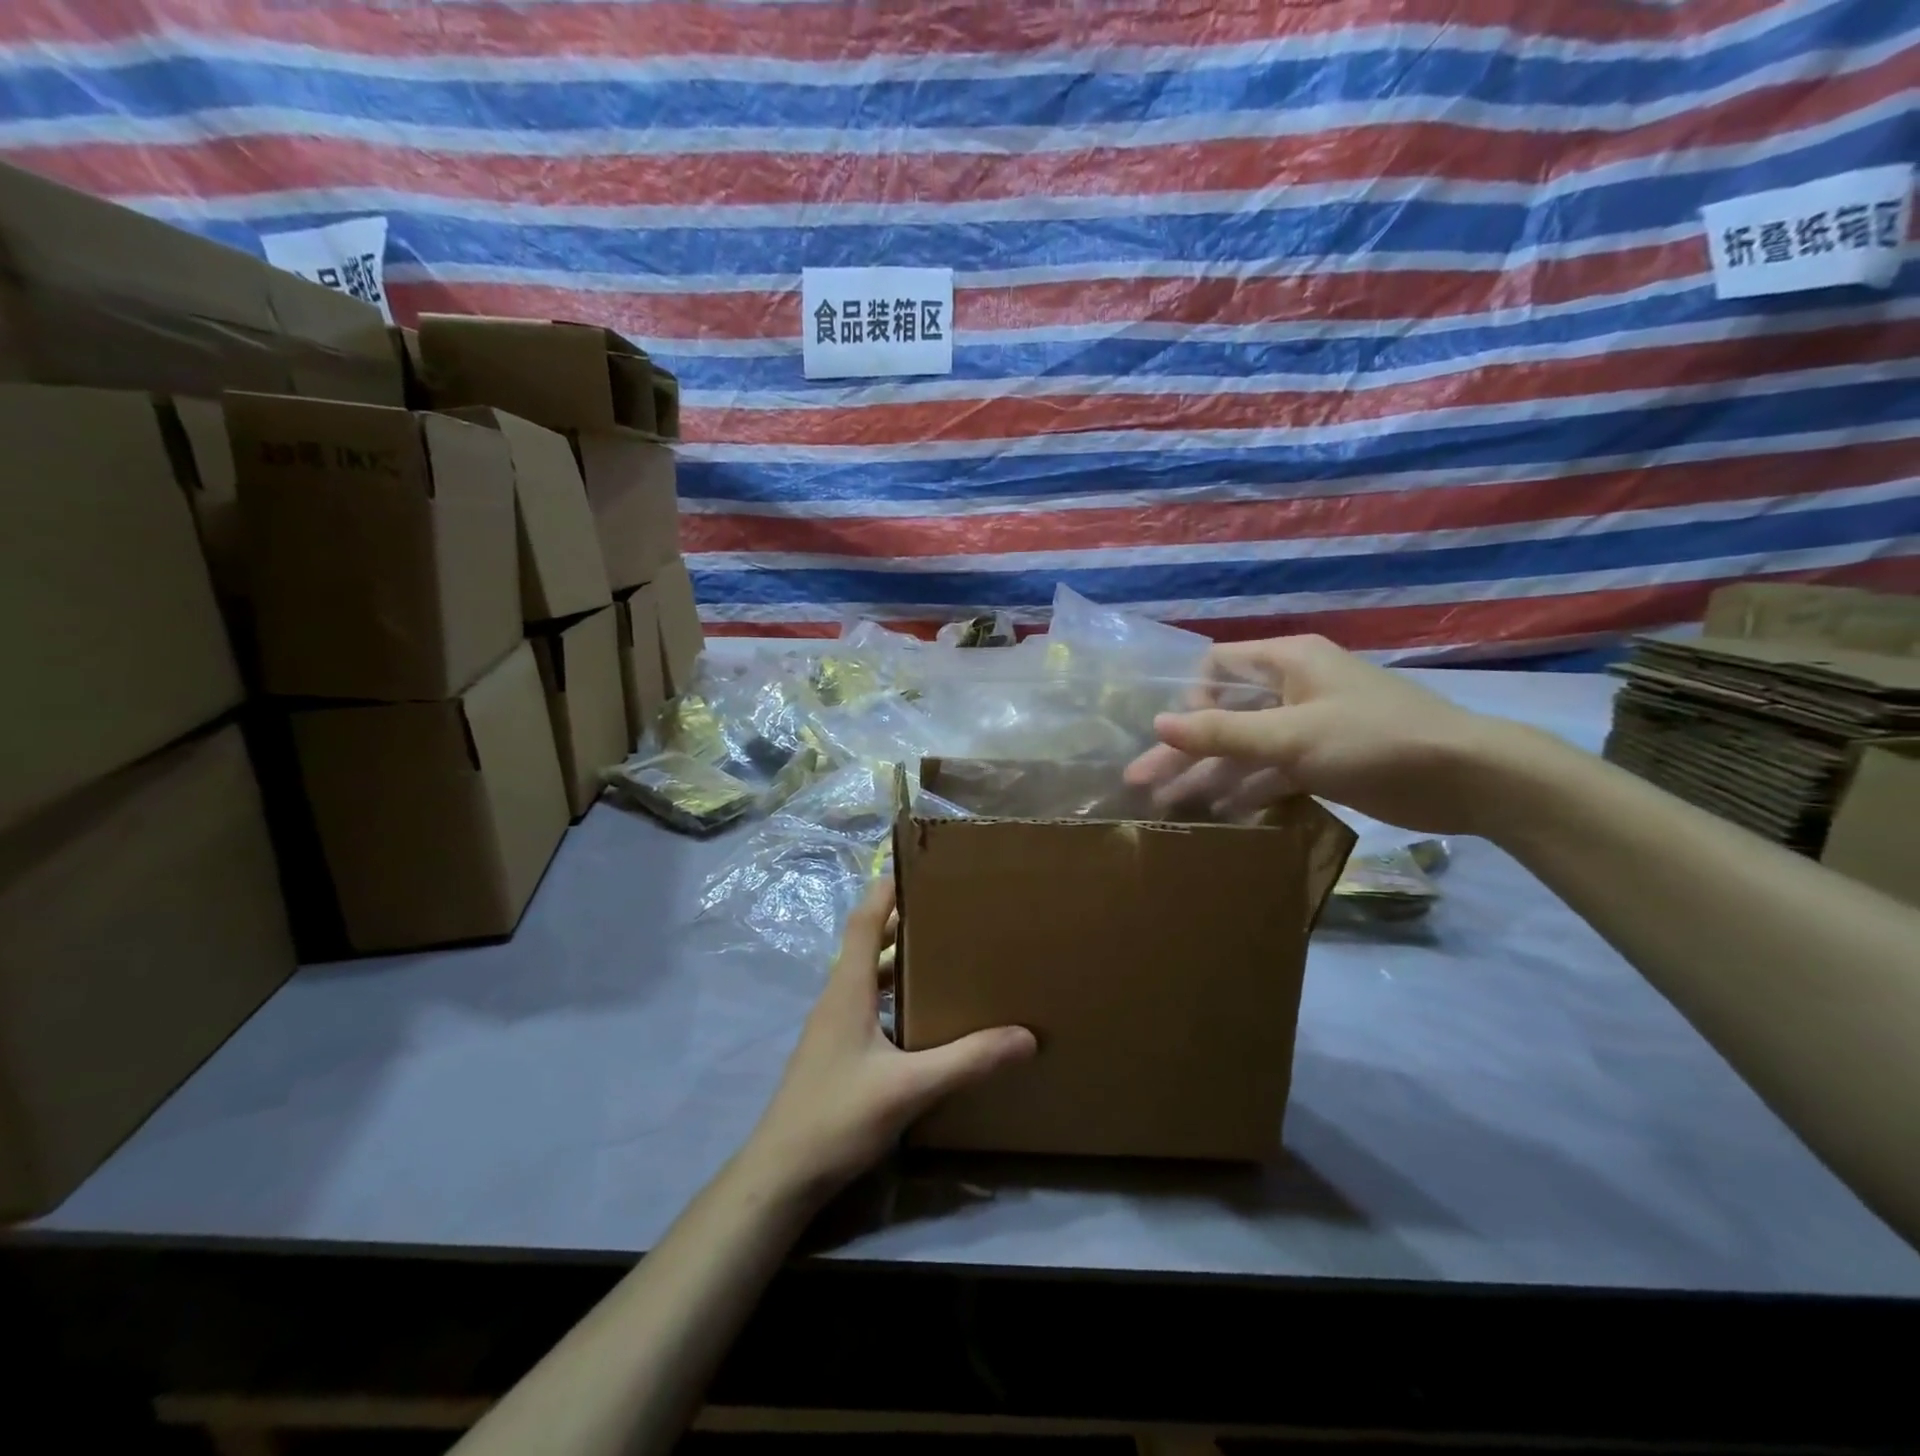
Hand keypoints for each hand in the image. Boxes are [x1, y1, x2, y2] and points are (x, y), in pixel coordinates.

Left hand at [738, 879, 1034, 1207]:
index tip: (922, 868)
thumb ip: (967, 1060)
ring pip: (869, 977)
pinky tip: (925, 1017)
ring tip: (946, 957)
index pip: (864, 920)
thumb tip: (1026, 1036)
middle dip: (904, 922)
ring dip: (901, 960)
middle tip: (950, 912)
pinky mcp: (836, 1051)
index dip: (888, 889)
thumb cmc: (837, 1117)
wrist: (781, 1176)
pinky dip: (895, 995)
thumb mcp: (909, 1088)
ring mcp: (833, 1026)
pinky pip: (869, 1004)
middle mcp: (837, 997)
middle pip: (868, 943)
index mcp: (847, 989)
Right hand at [1124, 635, 1511, 835]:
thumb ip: (1221, 731)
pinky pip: (1271, 770)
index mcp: (1288, 661)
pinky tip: (1218, 814)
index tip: (1182, 735)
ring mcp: (1308, 727)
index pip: (1218, 666)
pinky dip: (1246, 789)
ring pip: (1244, 747)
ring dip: (1209, 774)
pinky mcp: (1323, 761)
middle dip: (1184, 748)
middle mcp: (1293, 688)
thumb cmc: (1375, 740)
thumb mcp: (1291, 735)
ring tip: (1167, 806)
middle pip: (1224, 714)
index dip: (1191, 697)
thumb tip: (1156, 723)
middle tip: (1140, 782)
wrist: (1469, 779)